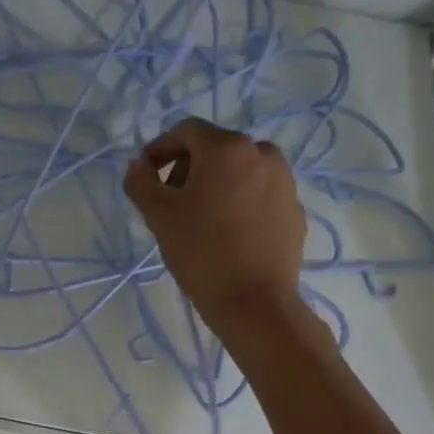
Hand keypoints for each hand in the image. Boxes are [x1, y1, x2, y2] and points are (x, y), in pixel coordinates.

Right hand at [123, 118, 310, 345]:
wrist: (255, 302)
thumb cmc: (201, 252)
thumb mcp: (159, 216)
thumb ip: (141, 182)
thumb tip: (138, 167)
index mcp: (227, 148)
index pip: (186, 131)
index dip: (160, 148)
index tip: (145, 174)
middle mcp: (262, 154)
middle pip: (215, 149)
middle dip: (187, 168)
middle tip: (169, 200)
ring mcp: (284, 182)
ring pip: (239, 171)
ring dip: (215, 184)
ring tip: (199, 218)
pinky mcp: (294, 210)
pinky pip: (259, 194)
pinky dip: (239, 202)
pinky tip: (226, 233)